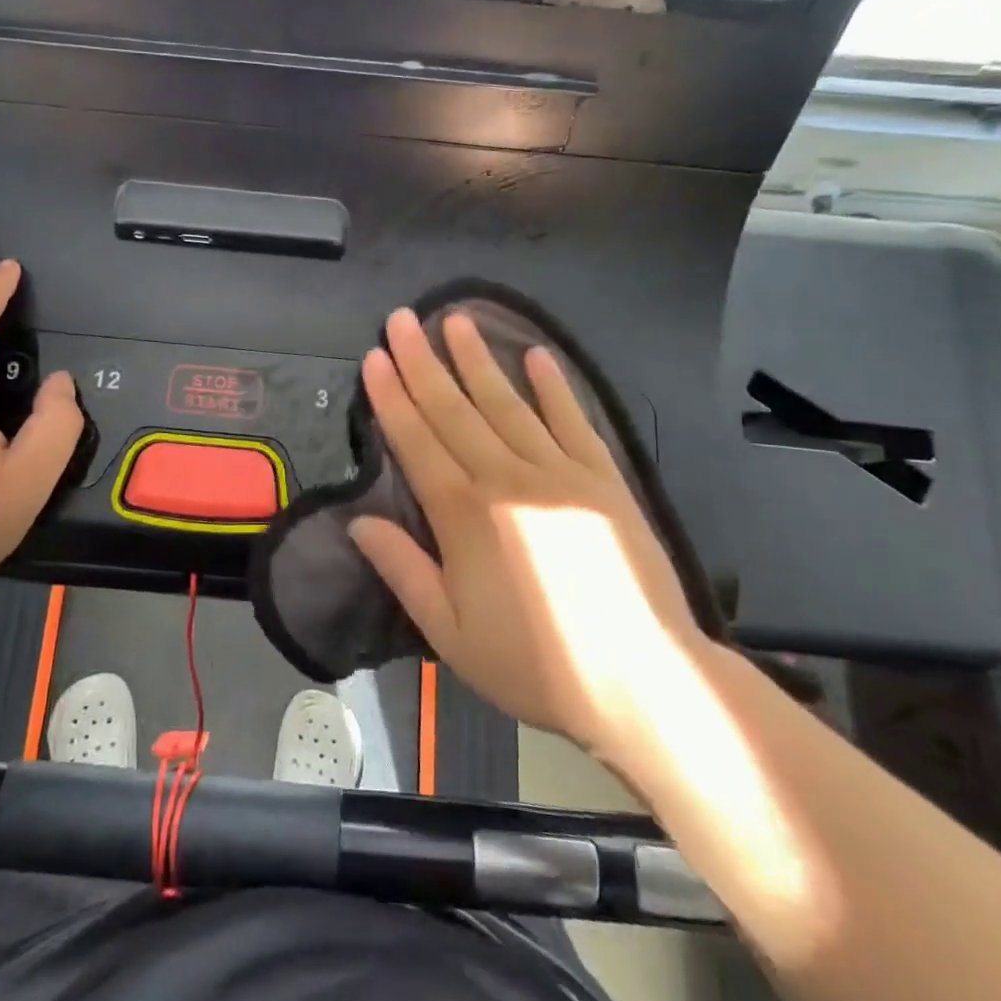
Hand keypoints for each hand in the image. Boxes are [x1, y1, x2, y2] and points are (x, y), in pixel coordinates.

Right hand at [349, 308, 715, 757]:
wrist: (642, 681)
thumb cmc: (535, 664)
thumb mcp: (450, 633)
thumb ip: (403, 569)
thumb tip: (358, 520)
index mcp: (464, 515)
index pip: (417, 441)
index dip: (392, 397)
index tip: (375, 356)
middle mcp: (507, 478)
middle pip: (455, 409)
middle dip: (423, 362)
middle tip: (402, 318)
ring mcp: (559, 472)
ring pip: (507, 403)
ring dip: (478, 359)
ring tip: (455, 319)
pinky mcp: (603, 477)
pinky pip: (573, 421)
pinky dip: (554, 387)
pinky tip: (537, 355)